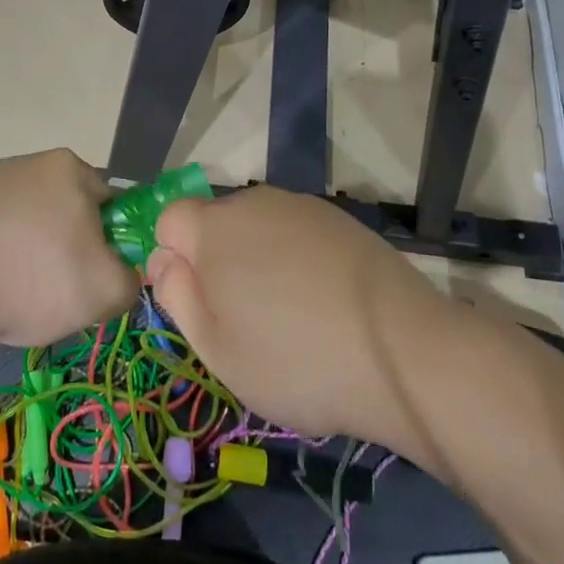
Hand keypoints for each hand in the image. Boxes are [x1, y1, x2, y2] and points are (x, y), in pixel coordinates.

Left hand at [0, 148, 136, 347]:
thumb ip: (132, 280)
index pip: (112, 204)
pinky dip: (9, 262)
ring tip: (30, 297)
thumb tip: (121, 277)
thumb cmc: (38, 278)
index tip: (101, 275)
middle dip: (75, 250)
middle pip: (72, 214)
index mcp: (70, 167)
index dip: (113, 243)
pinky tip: (1, 291)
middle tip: (69, 291)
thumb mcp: (108, 290)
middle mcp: (32, 164)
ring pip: (37, 228)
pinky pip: (4, 238)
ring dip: (40, 258)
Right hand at [147, 185, 443, 443]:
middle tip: (243, 319)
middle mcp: (254, 203)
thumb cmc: (294, 360)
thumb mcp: (216, 348)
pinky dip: (296, 260)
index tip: (198, 304)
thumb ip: (177, 295)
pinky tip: (323, 303)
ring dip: (258, 260)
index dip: (173, 260)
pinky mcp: (340, 219)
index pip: (169, 220)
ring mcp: (302, 207)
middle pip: (215, 223)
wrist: (401, 353)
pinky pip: (296, 233)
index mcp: (214, 229)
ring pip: (257, 228)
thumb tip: (162, 259)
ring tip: (289, 315)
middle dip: (216, 261)